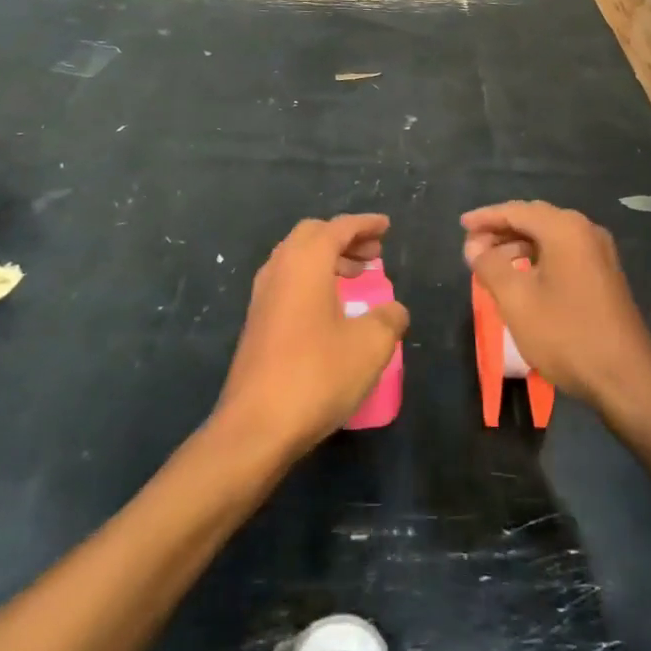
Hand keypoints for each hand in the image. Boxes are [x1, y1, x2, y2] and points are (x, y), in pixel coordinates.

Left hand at [216, 214, 408, 458]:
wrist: (255, 427)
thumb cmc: (317, 375)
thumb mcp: (370, 345)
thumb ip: (389, 319)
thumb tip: (394, 311)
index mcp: (306, 263)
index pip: (338, 228)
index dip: (365, 224)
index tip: (386, 227)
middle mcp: (279, 270)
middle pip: (311, 236)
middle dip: (344, 238)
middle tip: (373, 253)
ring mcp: (262, 297)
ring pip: (295, 258)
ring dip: (327, 258)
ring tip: (356, 276)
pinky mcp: (257, 323)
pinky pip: (287, 281)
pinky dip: (312, 279)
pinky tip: (330, 307)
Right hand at [462, 201, 650, 415]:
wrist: (625, 377)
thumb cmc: (565, 334)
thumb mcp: (516, 300)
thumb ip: (490, 266)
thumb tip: (474, 246)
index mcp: (565, 229)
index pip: (517, 211)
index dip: (486, 217)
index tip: (461, 225)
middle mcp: (585, 230)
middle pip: (535, 219)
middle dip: (501, 229)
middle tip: (472, 244)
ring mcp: (599, 252)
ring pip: (550, 237)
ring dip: (519, 245)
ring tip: (490, 264)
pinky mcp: (604, 273)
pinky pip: (564, 252)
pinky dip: (538, 257)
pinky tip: (522, 276)